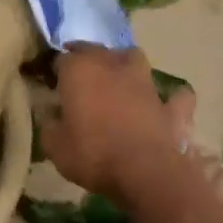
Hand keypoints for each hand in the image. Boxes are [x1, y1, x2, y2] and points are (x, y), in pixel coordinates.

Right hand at [41, 46, 186, 202]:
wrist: (145, 172)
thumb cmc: (93, 154)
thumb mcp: (54, 146)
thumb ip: (49, 125)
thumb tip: (51, 117)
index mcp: (80, 70)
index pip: (61, 59)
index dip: (56, 71)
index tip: (52, 85)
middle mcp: (112, 65)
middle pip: (96, 51)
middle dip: (86, 60)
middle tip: (79, 81)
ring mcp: (145, 81)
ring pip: (133, 58)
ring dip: (124, 64)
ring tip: (117, 79)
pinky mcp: (169, 104)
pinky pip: (172, 95)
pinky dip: (169, 98)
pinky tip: (163, 104)